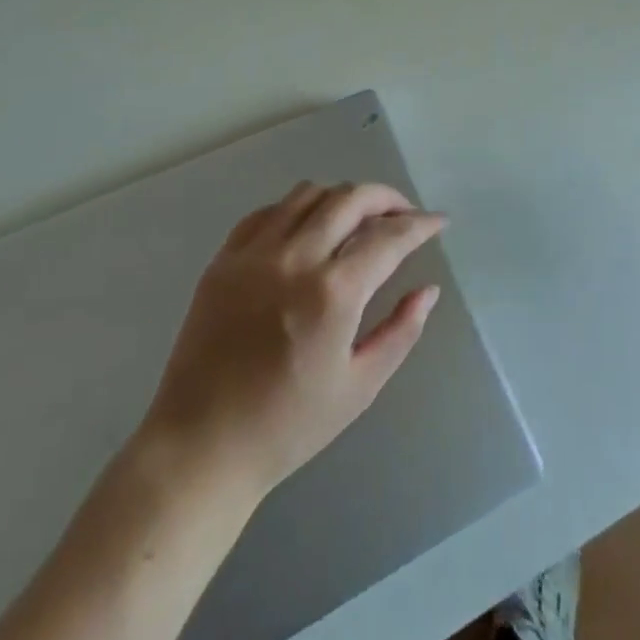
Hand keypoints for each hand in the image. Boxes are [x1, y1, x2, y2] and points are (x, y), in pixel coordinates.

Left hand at [138, 181, 444, 501]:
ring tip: (358, 219)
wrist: (201, 445)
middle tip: (404, 214)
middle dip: (387, 198)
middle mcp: (295, 258)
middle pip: (351, 198)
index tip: (438, 222)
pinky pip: (268, 211)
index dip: (420, 224)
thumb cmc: (288, 425)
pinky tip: (308, 229)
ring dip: (343, 198)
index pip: (389, 237)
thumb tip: (428, 290)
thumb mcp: (360, 386)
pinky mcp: (224, 258)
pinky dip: (297, 209)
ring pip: (309, 194)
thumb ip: (401, 331)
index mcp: (333, 293)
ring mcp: (254, 253)